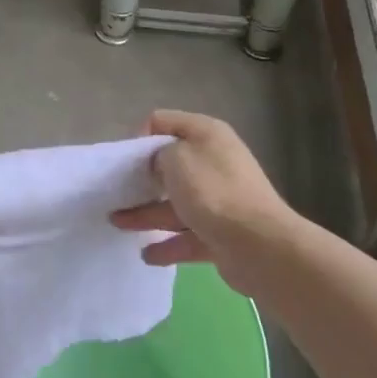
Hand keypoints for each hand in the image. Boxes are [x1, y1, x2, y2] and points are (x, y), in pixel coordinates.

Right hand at [111, 110, 302, 296]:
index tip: (125, 161)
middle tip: (117, 191)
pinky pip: (187, 235)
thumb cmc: (212, 192)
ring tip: (117, 223)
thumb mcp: (175, 159)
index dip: (140, 137)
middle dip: (142, 179)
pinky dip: (167, 244)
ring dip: (146, 213)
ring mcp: (220, 200)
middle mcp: (215, 161)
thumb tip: (159, 165)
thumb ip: (158, 154)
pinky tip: (147, 255)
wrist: (259, 246)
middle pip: (170, 165)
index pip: (163, 122)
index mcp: (207, 135)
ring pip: (175, 203)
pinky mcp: (222, 233)